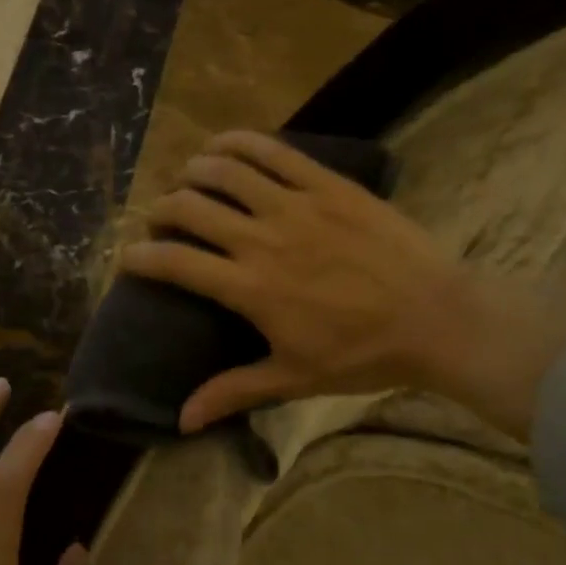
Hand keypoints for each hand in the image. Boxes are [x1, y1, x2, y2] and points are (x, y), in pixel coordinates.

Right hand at [119, 131, 565, 440]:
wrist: (437, 318)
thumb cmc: (363, 354)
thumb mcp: (293, 378)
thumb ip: (233, 392)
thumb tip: (181, 421)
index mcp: (250, 288)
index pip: (175, 262)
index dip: (140, 257)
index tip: (128, 258)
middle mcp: (262, 239)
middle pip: (190, 208)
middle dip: (162, 211)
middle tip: (163, 222)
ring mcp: (295, 205)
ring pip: (225, 171)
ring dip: (194, 171)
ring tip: (188, 179)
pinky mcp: (327, 184)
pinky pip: (273, 151)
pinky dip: (239, 142)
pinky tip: (223, 145)